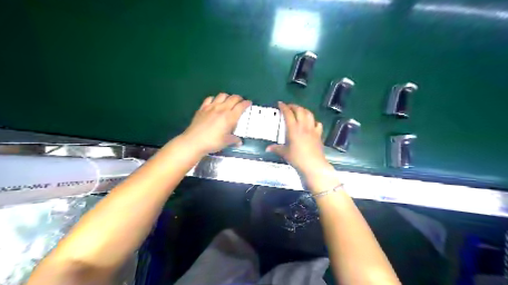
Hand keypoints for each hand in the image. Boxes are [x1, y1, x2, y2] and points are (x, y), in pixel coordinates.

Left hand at [181, 93, 249, 155]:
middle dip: (239, 98)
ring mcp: (211, 107)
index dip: (246, 103)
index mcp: (230, 117)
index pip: (241, 106)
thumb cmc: (213, 142)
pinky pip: (210, 98)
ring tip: (229, 101)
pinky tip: (215, 103)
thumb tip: (239, 142)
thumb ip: (234, 140)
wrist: (194, 141)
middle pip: (233, 98)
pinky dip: (215, 98)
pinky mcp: (202, 108)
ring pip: (222, 95)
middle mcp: (222, 109)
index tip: (249, 103)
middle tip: (241, 102)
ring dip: (228, 97)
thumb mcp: (226, 142)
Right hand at [267, 102, 333, 186]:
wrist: (313, 165)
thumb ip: (276, 149)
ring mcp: (312, 129)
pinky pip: (317, 124)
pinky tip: (311, 123)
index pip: (288, 114)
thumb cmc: (297, 158)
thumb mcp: (284, 153)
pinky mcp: (319, 134)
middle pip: (300, 110)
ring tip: (299, 111)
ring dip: (303, 110)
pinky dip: (313, 121)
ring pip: (309, 114)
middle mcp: (303, 126)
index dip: (284, 107)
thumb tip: (267, 148)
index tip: (280, 103)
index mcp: (293, 129)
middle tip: (288, 107)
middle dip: (294, 106)